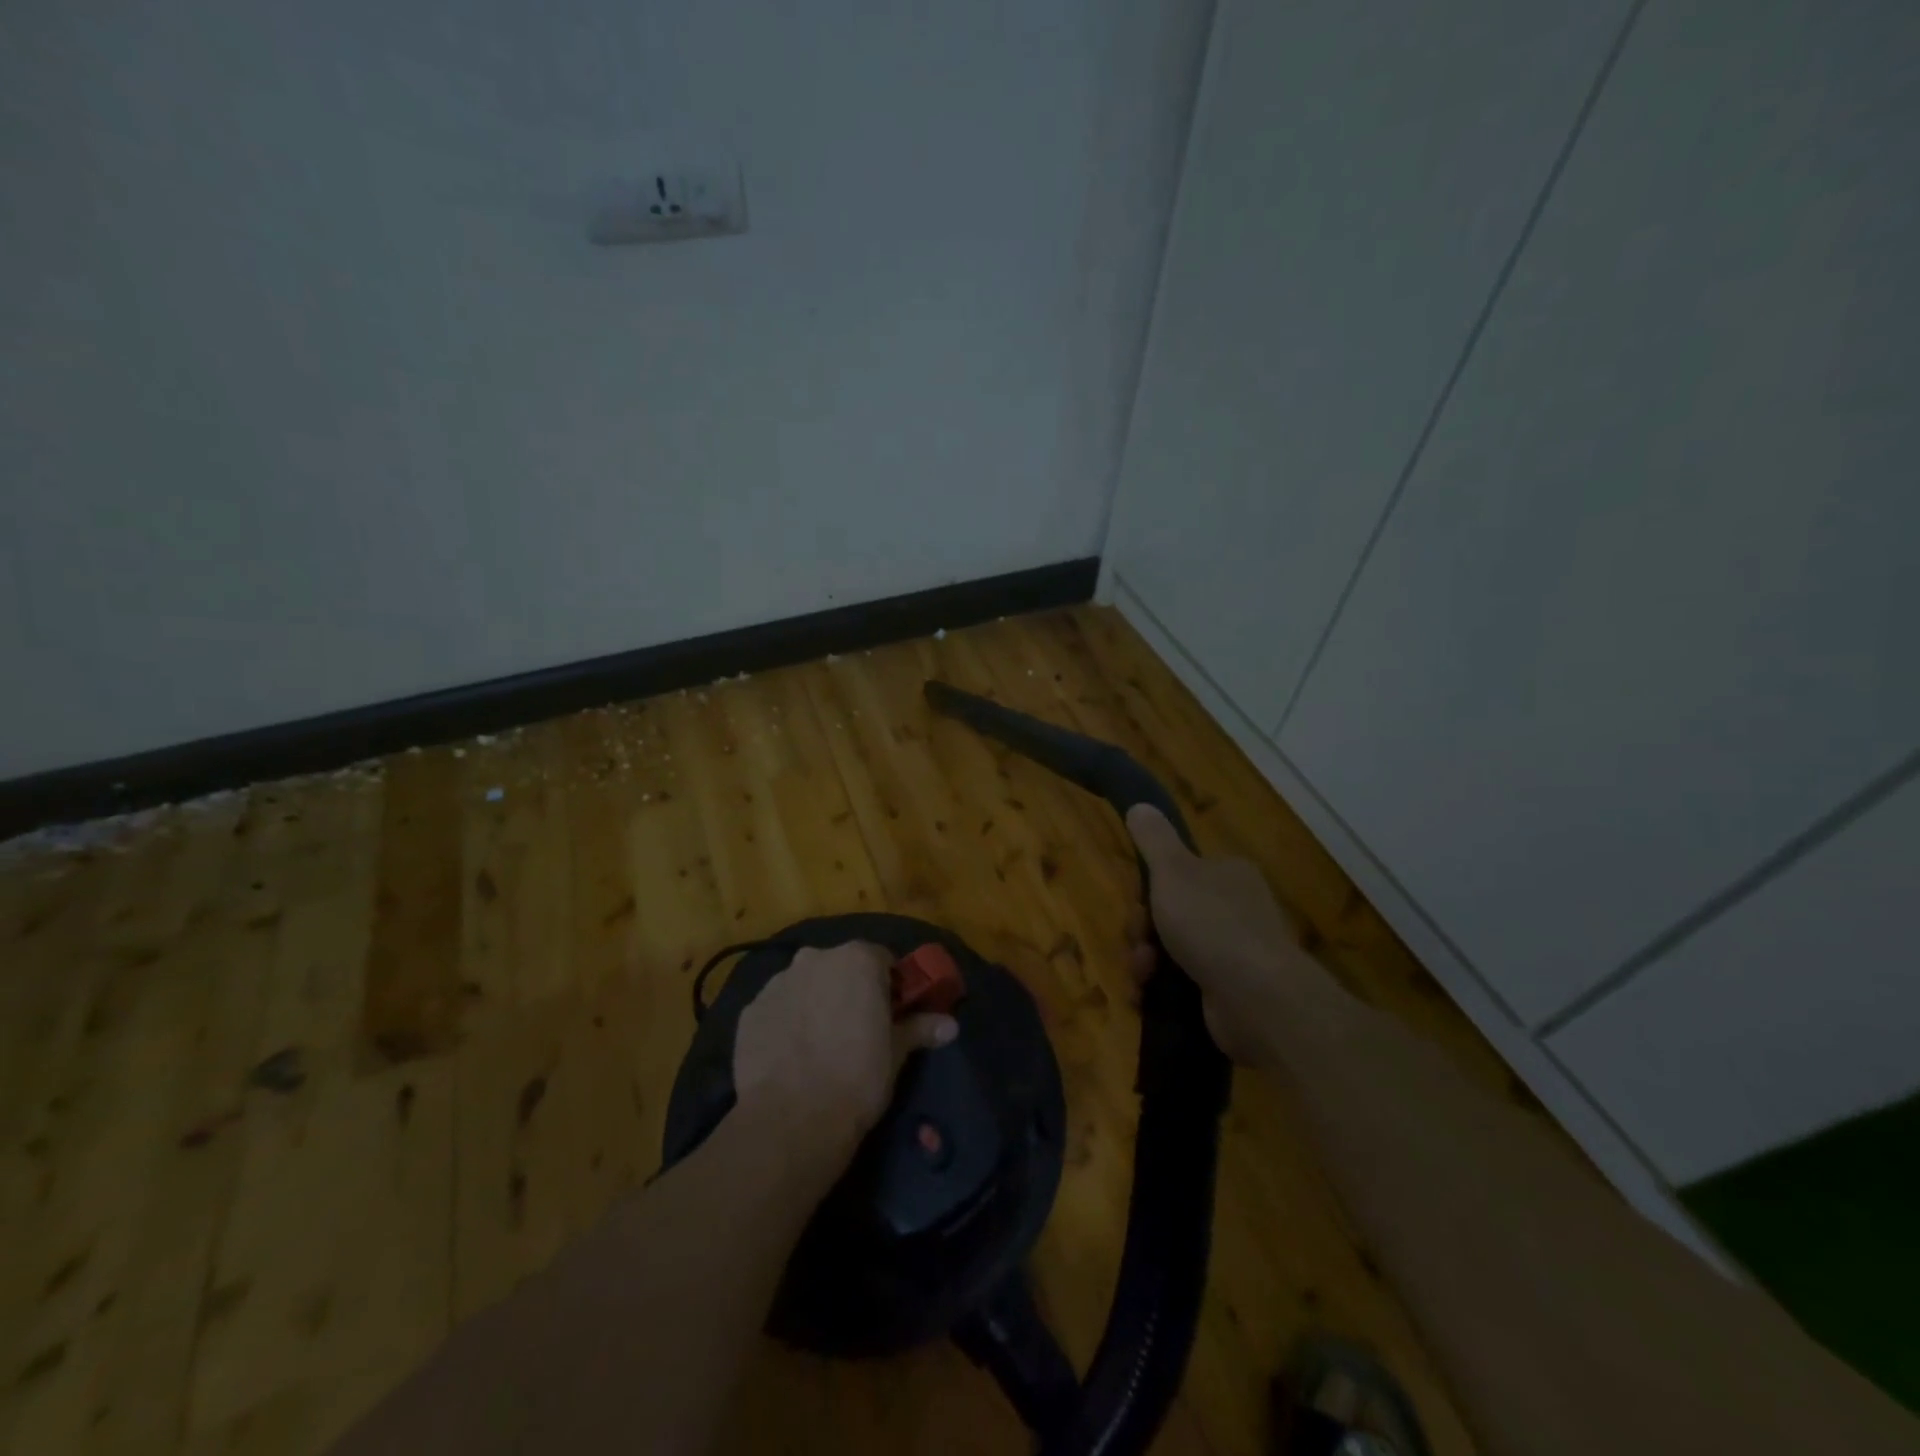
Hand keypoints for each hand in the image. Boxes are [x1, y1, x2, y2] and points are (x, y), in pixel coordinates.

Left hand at [732, 942, 957, 1154]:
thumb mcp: (896, 1053)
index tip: (890, 1013)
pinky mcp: (750, 1009)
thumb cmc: (858, 1078)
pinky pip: (777, 1008)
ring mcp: (778, 981)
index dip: (889, 985)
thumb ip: (921, 1028)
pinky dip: (786, 1022)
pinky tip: (791, 1055)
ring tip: (820, 1045)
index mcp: (858, 959)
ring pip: (806, 984)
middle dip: (849, 990)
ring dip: (815, 1002)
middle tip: (856, 1028)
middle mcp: (816, 958)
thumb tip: (951, 1025)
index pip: (882, 959)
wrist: (793, 1119)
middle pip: (840, 967)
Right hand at [1126, 805, 1339, 1064]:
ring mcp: (1236, 954)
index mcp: (1229, 875)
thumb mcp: (1174, 870)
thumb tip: (1140, 805)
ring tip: (1142, 975)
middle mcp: (1236, 910)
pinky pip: (1182, 983)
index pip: (1181, 872)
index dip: (1151, 887)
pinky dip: (1160, 989)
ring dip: (1146, 961)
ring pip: (1172, 949)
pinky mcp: (1229, 992)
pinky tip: (1146, 996)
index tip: (1137, 901)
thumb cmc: (1212, 924)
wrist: (1258, 999)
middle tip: (1138, 942)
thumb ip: (1154, 838)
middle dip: (1144, 930)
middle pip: (1171, 912)